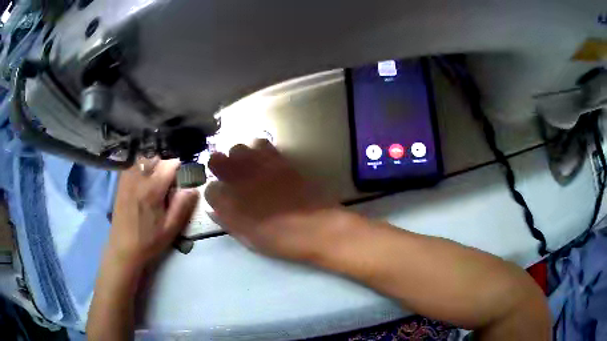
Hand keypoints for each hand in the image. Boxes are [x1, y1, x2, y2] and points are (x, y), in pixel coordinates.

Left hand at [108, 158, 198, 271]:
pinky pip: (133, 166)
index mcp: (152, 189)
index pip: (169, 165)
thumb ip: (182, 206)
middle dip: (166, 167)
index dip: (179, 170)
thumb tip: (194, 188)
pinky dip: (141, 168)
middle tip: (169, 184)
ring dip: (153, 166)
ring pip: (144, 159)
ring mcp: (127, 180)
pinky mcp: (121, 183)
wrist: (124, 249)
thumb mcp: (170, 228)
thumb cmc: (149, 241)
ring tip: (155, 182)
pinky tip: (143, 182)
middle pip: (157, 159)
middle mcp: (138, 179)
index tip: (181, 181)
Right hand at [205, 139, 337, 260]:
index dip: (214, 193)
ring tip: (246, 167)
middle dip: (219, 167)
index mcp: (229, 203)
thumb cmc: (280, 239)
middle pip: (217, 159)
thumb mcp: (249, 238)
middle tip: (228, 177)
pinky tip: (263, 161)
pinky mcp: (278, 160)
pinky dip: (257, 150)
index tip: (220, 198)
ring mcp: (258, 166)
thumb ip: (228, 221)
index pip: (209, 189)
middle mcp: (239, 180)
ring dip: (238, 156)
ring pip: (238, 148)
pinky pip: (262, 144)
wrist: (316, 227)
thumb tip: (215, 210)